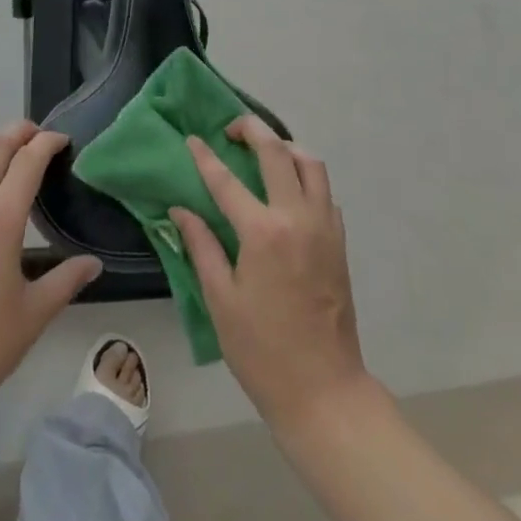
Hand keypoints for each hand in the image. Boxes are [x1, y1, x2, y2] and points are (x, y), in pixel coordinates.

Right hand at [170, 117, 371, 430]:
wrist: (324, 391)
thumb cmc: (262, 350)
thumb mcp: (220, 299)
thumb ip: (202, 246)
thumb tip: (181, 209)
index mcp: (263, 232)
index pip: (227, 180)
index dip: (206, 157)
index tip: (192, 139)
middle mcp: (297, 217)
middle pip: (277, 151)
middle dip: (252, 129)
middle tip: (231, 130)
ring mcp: (324, 226)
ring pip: (310, 163)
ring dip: (285, 147)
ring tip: (263, 151)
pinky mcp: (339, 240)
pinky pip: (324, 190)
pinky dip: (305, 176)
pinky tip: (288, 191)